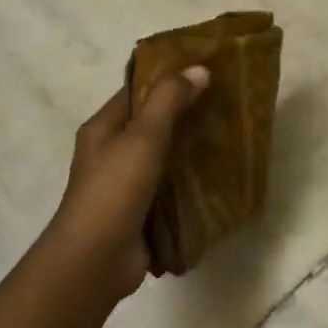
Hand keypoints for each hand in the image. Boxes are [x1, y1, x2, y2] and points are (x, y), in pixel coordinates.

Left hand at [42, 67, 209, 301]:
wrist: (97, 259)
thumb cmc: (114, 190)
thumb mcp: (142, 136)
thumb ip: (170, 100)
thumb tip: (199, 68)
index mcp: (103, 128)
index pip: (137, 92)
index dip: (168, 78)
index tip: (206, 71)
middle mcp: (112, 153)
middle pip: (153, 124)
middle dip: (187, 114)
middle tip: (227, 103)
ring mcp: (127, 185)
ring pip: (165, 157)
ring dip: (192, 148)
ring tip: (230, 135)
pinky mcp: (143, 211)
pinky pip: (171, 188)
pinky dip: (192, 181)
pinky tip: (221, 175)